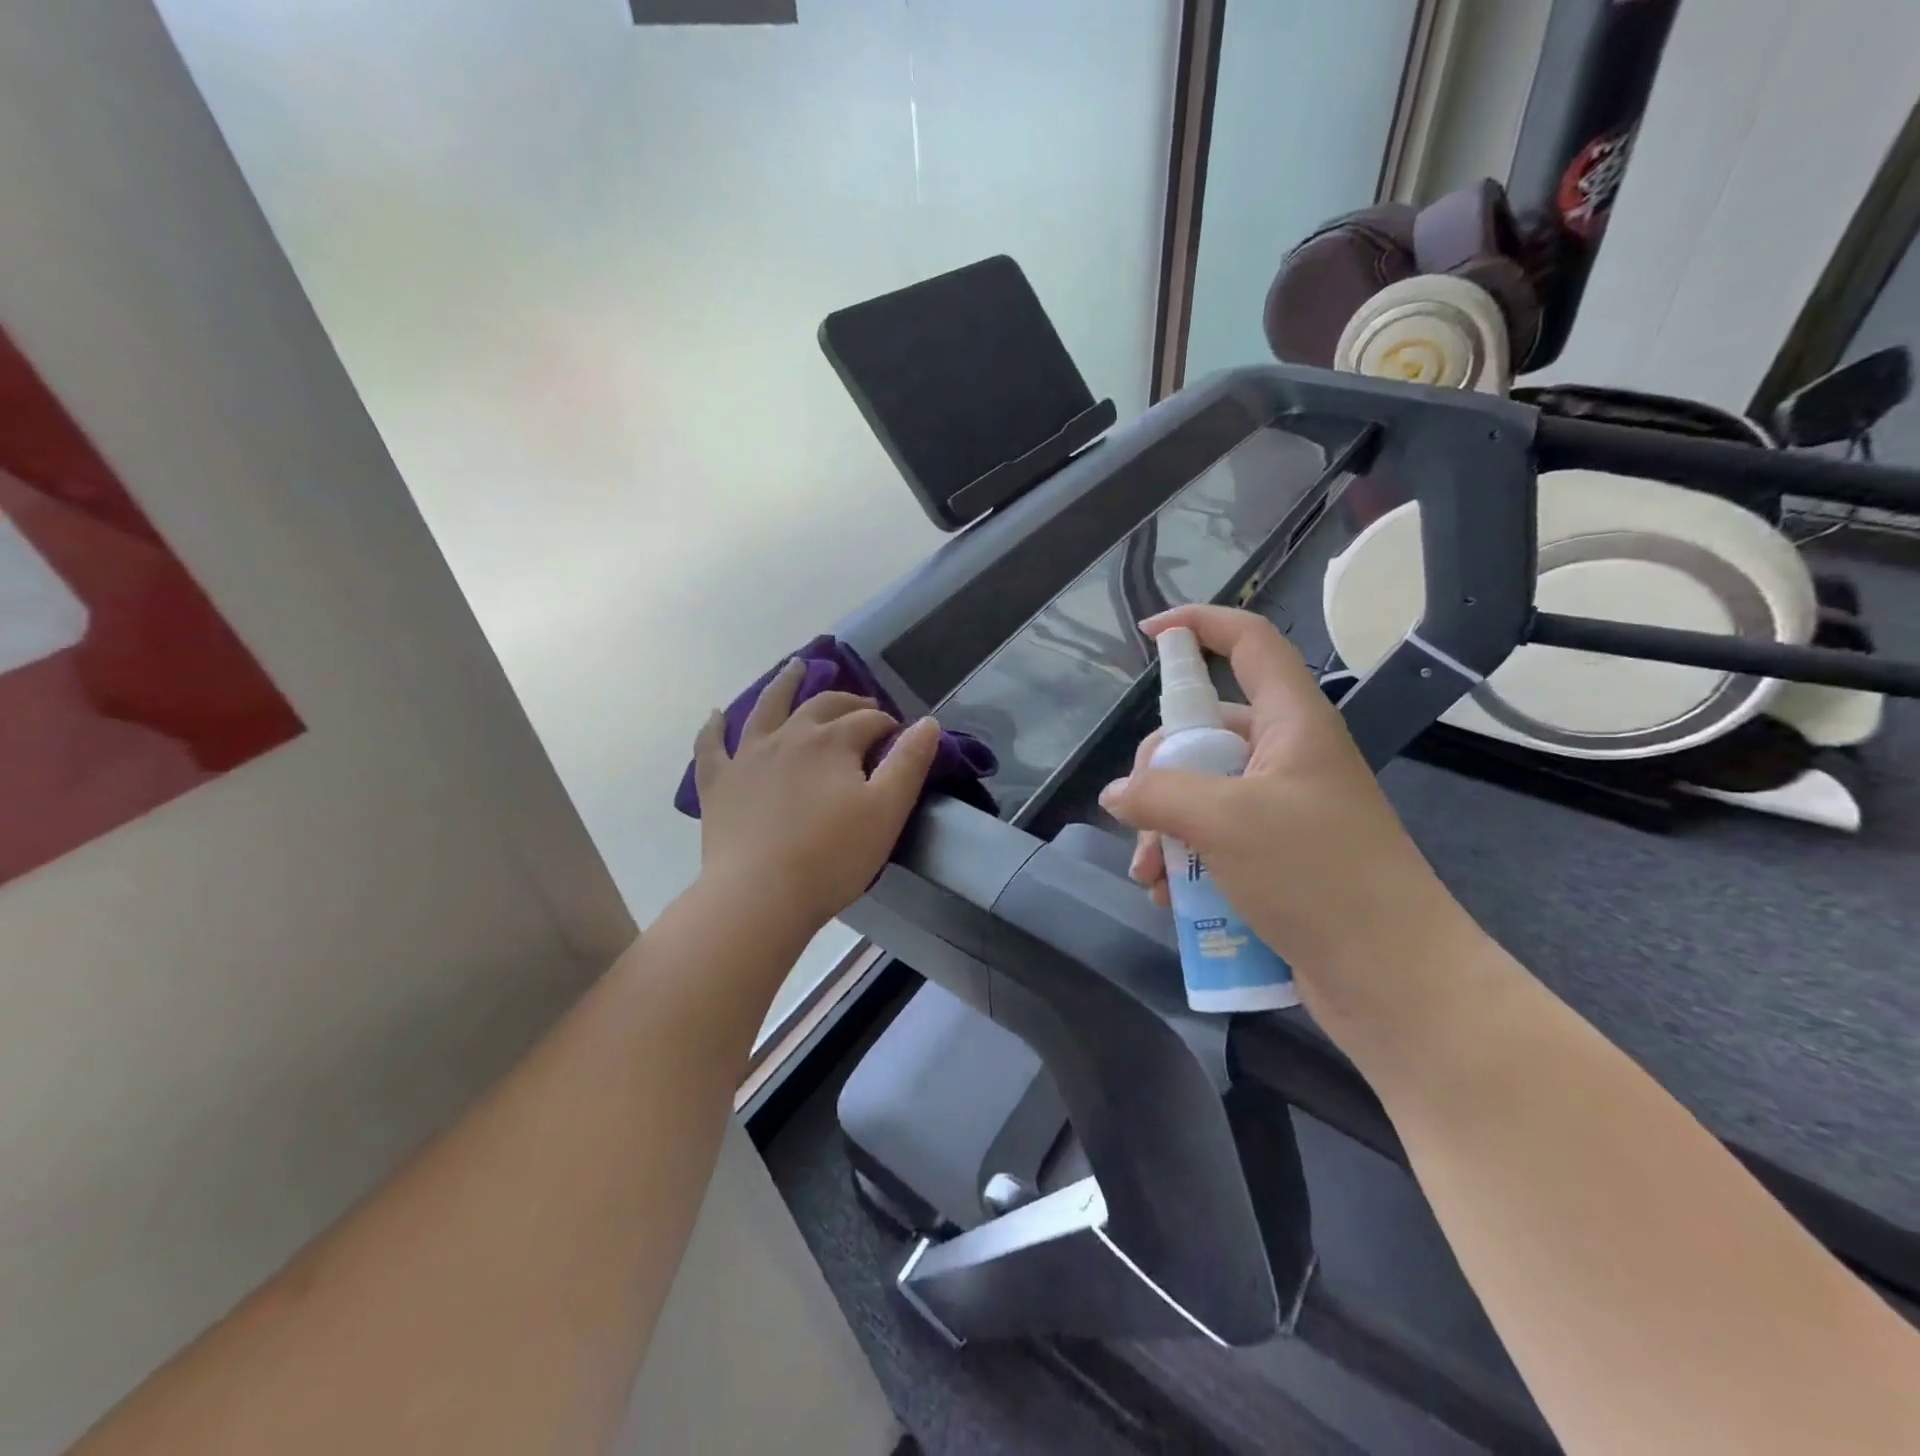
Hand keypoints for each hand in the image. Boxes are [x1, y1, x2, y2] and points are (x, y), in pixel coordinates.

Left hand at [693, 660, 940, 932]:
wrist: (760, 896)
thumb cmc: (832, 857)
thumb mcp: (887, 810)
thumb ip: (909, 762)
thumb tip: (928, 722)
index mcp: (832, 741)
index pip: (869, 720)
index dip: (888, 725)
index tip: (899, 739)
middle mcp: (789, 735)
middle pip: (822, 705)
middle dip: (848, 702)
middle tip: (863, 708)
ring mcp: (748, 756)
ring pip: (766, 707)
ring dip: (783, 684)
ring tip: (795, 667)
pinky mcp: (718, 783)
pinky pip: (711, 746)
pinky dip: (714, 727)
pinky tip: (716, 714)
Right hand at [1100, 605, 1470, 1031]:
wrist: (1392, 980)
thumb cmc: (1318, 877)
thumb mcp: (1225, 822)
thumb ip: (1158, 794)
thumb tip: (1116, 794)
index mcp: (1293, 723)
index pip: (1250, 643)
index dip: (1201, 624)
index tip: (1148, 634)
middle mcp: (1288, 757)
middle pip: (1205, 731)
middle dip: (1158, 773)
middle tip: (1139, 818)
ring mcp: (1283, 809)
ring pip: (1201, 791)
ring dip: (1164, 827)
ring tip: (1151, 875)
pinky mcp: (1276, 857)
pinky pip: (1213, 838)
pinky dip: (1185, 860)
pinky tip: (1170, 898)